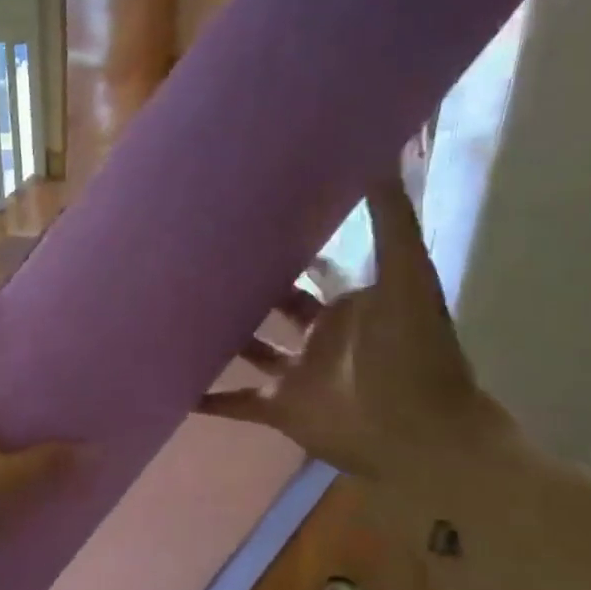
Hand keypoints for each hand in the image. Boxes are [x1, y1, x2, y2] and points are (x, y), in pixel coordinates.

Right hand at [198, 178, 511, 479]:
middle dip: (243, 286)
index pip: (310, 267)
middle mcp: (318, 334)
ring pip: (249, 349)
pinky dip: (206, 398)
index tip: (247, 220)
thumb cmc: (413, 353)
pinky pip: (234, 401)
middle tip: (196, 259)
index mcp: (347, 303)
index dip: (285, 245)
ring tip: (174, 311)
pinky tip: (170, 384)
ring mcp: (296, 373)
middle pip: (272, 305)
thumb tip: (378, 154)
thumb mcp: (408, 276)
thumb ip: (392, 219)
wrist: (419, 436)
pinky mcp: (279, 408)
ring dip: (219, 336)